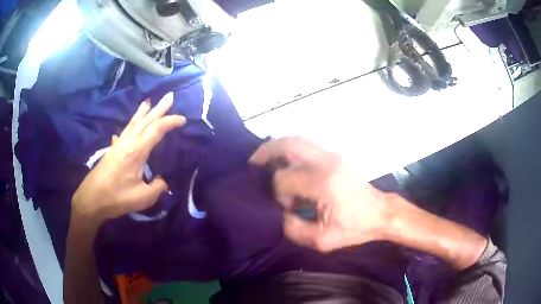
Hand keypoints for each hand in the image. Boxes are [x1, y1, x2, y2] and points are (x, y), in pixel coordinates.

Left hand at [71, 95, 185, 224]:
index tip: (183, 119)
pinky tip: (128, 126)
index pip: (157, 130)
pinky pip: (124, 132)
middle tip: (169, 96)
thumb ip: (158, 187)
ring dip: (142, 112)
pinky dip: (129, 125)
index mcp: (137, 151)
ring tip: (148, 101)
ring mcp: (119, 144)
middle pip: (145, 120)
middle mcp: (128, 142)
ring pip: (133, 123)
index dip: (171, 122)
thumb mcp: (143, 197)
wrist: (92, 199)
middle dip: (159, 108)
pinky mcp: (112, 150)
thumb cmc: (117, 198)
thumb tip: (162, 181)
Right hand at [250, 137, 393, 252]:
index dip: (278, 193)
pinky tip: (285, 160)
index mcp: (323, 183)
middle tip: (253, 162)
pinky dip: (291, 150)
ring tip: (265, 158)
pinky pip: (307, 146)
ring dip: (278, 147)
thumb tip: (283, 213)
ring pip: (298, 141)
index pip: (285, 179)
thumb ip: (294, 229)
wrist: (380, 213)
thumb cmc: (355, 228)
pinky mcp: (336, 156)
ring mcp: (333, 155)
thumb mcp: (323, 240)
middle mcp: (327, 162)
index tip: (286, 206)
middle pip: (289, 145)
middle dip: (267, 151)